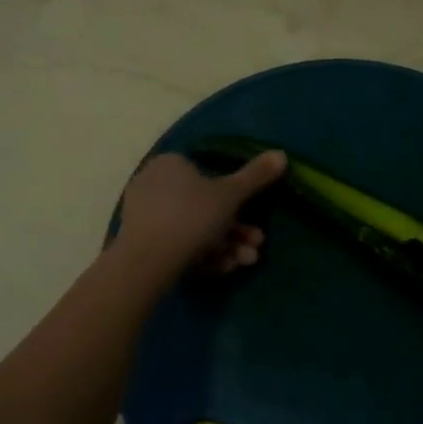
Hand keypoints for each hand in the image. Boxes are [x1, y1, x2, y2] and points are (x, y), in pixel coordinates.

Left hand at [113, 150, 286, 276]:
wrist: (146, 262)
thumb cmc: (192, 217)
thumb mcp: (231, 194)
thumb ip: (256, 175)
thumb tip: (281, 153)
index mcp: (170, 163)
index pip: (208, 174)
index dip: (236, 198)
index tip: (255, 219)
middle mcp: (153, 183)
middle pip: (205, 207)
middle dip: (236, 230)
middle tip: (255, 246)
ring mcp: (144, 215)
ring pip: (194, 229)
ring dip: (225, 246)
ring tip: (243, 262)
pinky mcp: (140, 243)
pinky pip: (178, 244)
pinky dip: (202, 255)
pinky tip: (222, 269)